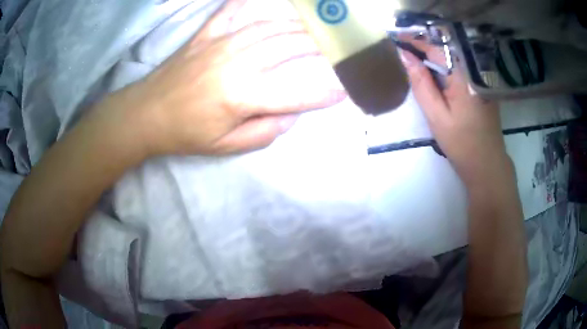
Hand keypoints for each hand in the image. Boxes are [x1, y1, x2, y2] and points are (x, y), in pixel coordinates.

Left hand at [112, 0, 345, 155]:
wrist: (146, 114)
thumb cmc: (185, 133)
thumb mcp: (226, 146)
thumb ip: (264, 132)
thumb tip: (291, 114)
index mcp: (241, 96)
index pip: (295, 93)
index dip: (324, 92)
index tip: (345, 89)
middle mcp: (236, 63)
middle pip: (288, 47)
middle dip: (318, 46)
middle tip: (335, 47)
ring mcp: (220, 44)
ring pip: (269, 27)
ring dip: (297, 26)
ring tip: (315, 27)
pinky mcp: (206, 35)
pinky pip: (231, 12)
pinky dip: (249, 3)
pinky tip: (264, 1)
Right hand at [399, 36, 510, 183]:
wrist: (487, 164)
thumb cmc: (462, 144)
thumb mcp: (436, 115)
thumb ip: (421, 83)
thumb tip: (405, 56)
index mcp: (465, 76)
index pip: (437, 47)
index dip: (415, 40)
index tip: (396, 37)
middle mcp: (475, 71)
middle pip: (446, 49)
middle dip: (423, 45)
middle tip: (402, 47)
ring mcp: (480, 78)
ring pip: (453, 57)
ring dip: (433, 55)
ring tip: (414, 57)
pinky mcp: (481, 85)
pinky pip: (460, 67)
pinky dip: (445, 66)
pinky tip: (433, 72)